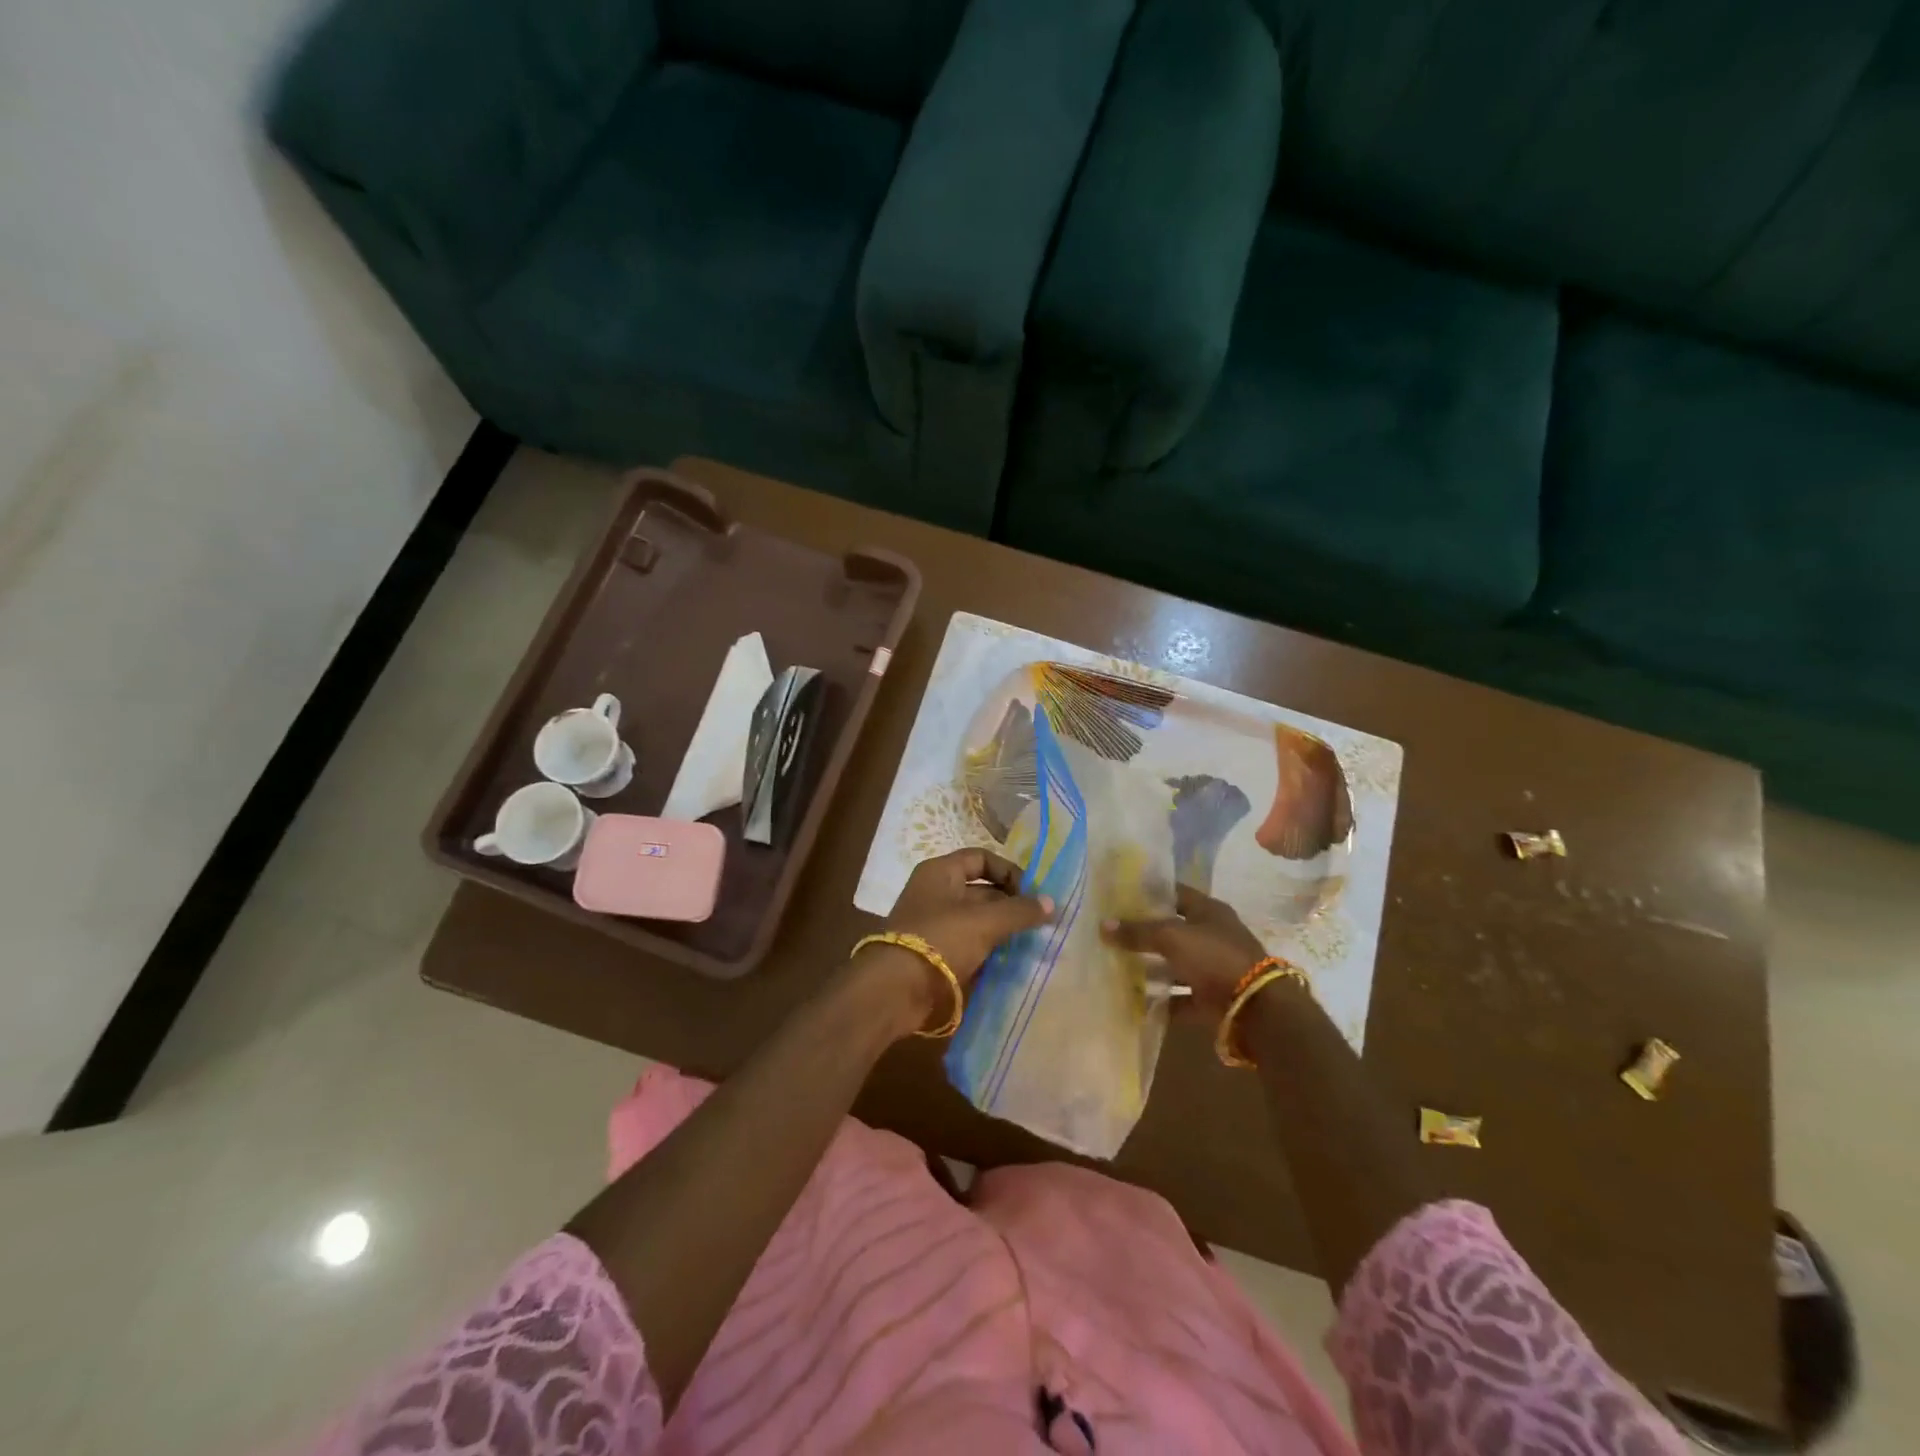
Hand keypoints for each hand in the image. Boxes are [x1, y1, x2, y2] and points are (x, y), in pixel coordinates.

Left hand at [885, 848, 1053, 983]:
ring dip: (1001, 929)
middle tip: (1038, 923)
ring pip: (976, 919)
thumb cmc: (940, 940)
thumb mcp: (985, 921)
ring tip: (1030, 943)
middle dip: (1010, 904)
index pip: (981, 858)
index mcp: (940, 872)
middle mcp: (935, 892)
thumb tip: (1051, 903)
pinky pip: (968, 944)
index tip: (1032, 894)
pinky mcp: (934, 953)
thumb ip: (1020, 911)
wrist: (895, 989)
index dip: (1009, 872)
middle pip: (981, 890)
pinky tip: (1010, 961)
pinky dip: (988, 949)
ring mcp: (933, 923)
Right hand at [1102, 883, 1272, 1020]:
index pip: (1174, 893)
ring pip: (1175, 964)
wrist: (1256, 1008)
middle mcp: (1212, 935)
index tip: (1120, 896)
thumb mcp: (1171, 937)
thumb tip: (1102, 925)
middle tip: (1111, 933)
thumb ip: (1137, 931)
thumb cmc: (1214, 957)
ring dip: (1151, 967)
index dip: (1149, 893)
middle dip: (1144, 932)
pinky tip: (1136, 1001)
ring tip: (1117, 966)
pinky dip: (1162, 1000)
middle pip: (1172, 930)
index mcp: (1208, 911)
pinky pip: (1180, 997)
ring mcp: (1213, 968)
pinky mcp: (1211, 998)